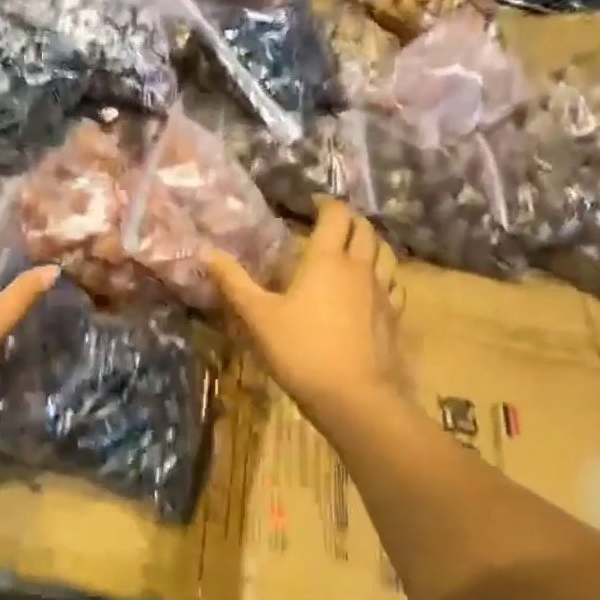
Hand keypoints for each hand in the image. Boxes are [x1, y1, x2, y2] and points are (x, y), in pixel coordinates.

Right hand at [204, 200, 413, 428]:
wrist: (353, 395)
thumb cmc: (301, 350)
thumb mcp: (258, 317)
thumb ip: (234, 283)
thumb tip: (206, 253)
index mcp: (326, 259)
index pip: (336, 215)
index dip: (325, 204)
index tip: (311, 204)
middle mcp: (359, 267)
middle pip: (365, 229)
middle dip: (348, 219)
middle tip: (330, 224)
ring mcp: (381, 291)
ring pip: (385, 253)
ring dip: (370, 242)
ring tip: (354, 249)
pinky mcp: (393, 316)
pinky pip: (393, 284)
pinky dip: (383, 275)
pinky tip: (373, 286)